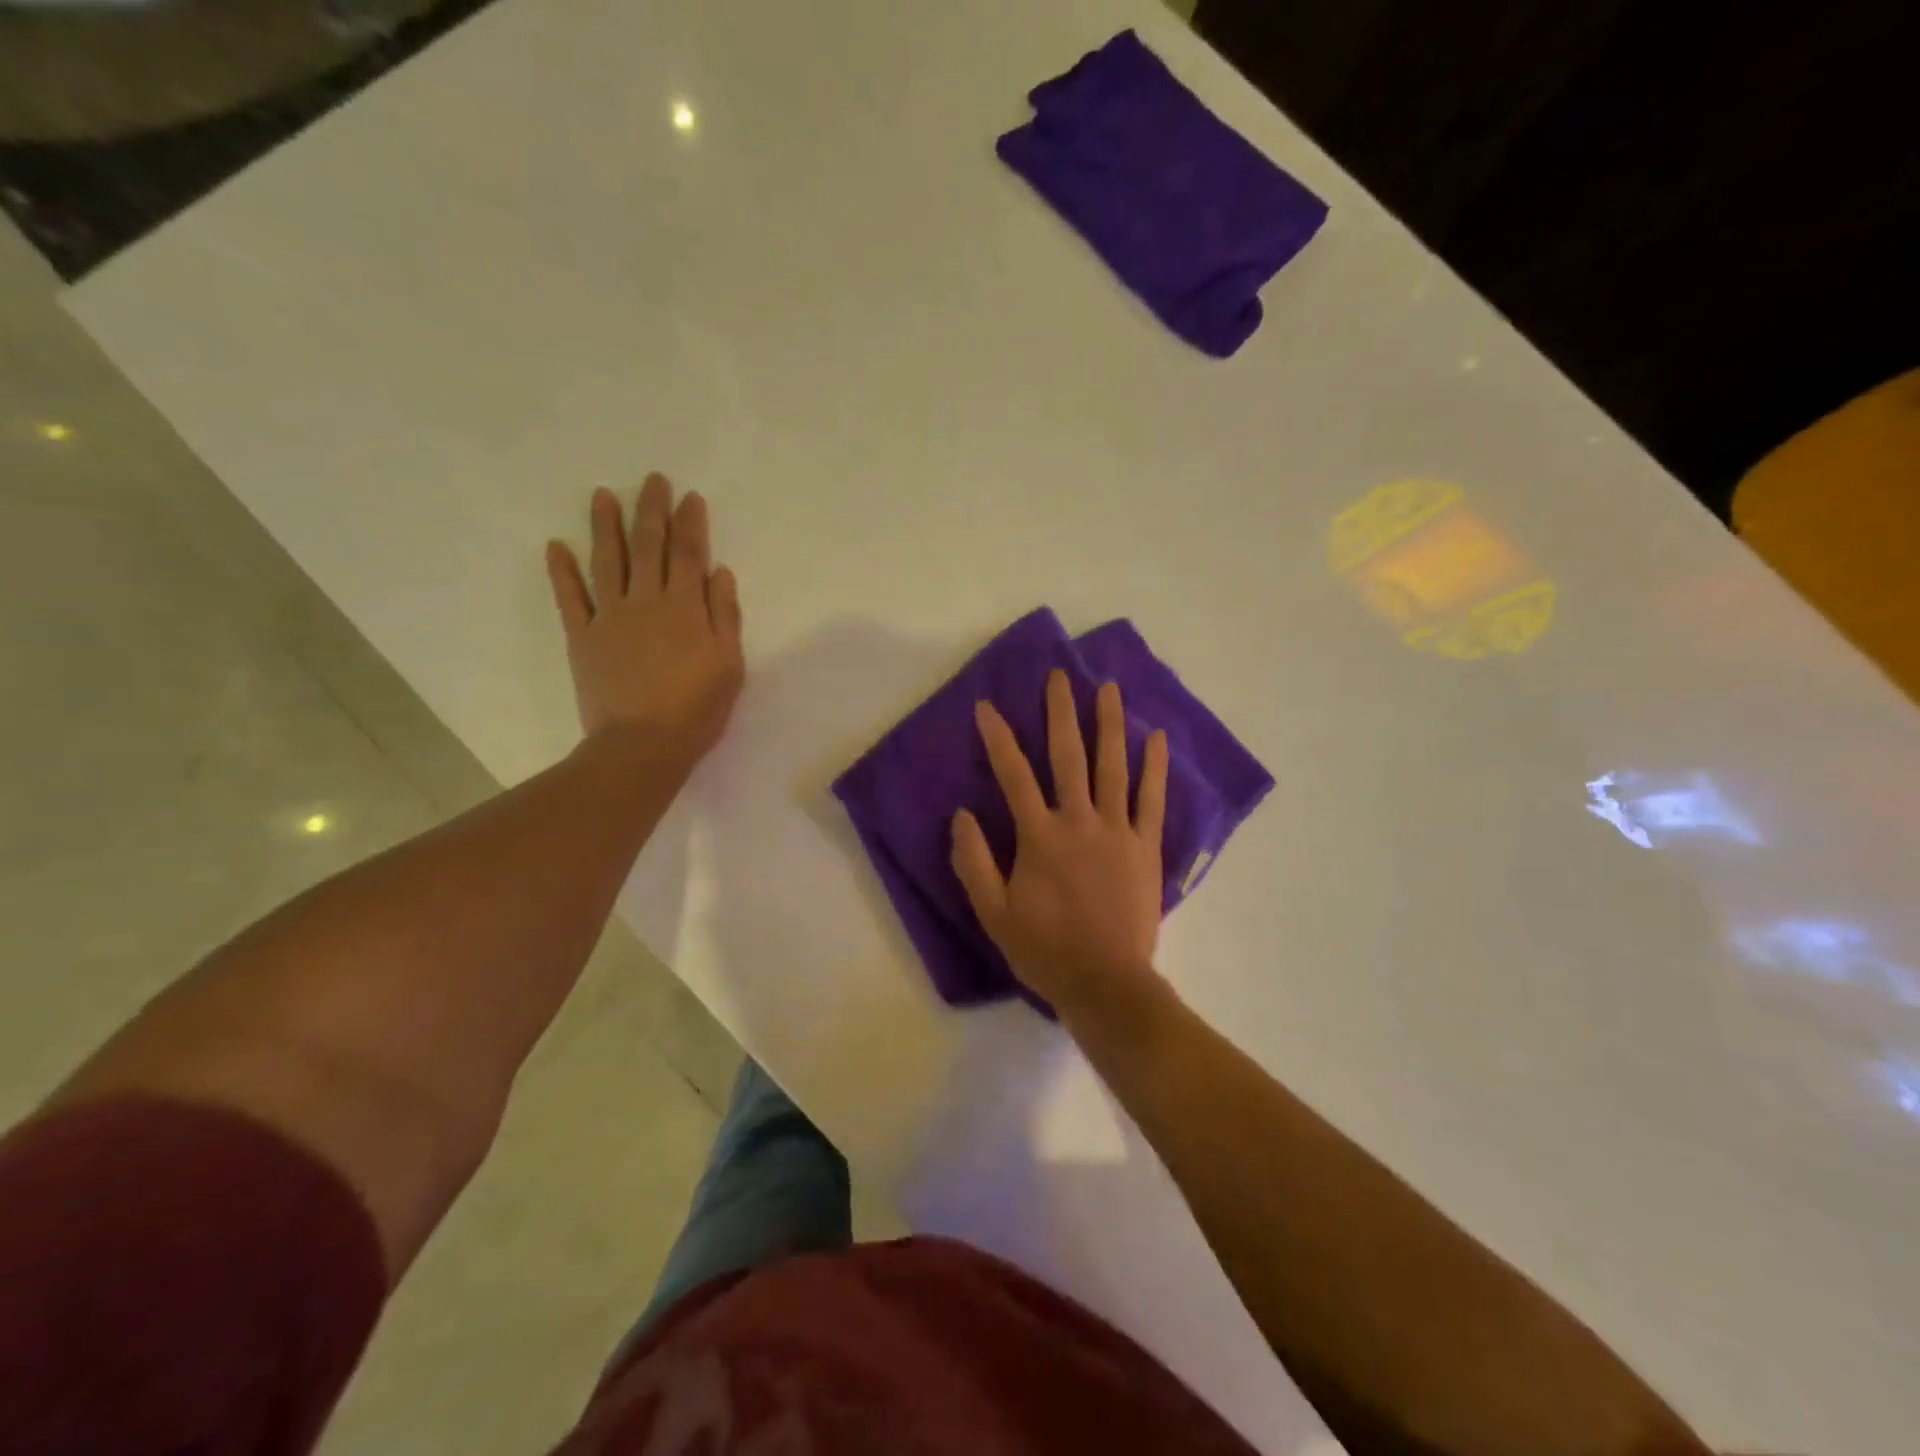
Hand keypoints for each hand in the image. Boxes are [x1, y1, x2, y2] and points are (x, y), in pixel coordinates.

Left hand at [545, 474, 743, 768]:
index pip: (689, 554)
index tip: (689, 497)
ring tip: (602, 495)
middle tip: (652, 480)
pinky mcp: (582, 637)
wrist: (642, 745)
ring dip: (606, 526)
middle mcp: (645, 601)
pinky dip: (562, 571)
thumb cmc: (696, 709)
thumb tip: (719, 572)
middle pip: (649, 547)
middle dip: (651, 511)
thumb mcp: (729, 665)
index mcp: (685, 608)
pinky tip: (556, 546)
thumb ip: (724, 616)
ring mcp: (609, 617)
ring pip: (607, 561)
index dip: (690, 523)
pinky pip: (570, 598)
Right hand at [951, 668, 1169, 1021]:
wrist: (1106, 983)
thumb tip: (962, 814)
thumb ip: (974, 861)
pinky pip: (1152, 799)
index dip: (998, 738)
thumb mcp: (993, 913)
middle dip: (1062, 713)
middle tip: (1060, 676)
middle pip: (1068, 756)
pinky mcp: (1146, 847)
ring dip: (1110, 724)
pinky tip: (1156, 738)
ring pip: (1113, 767)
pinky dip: (1154, 767)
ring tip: (1109, 688)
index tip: (988, 706)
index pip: (1013, 775)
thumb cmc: (1044, 949)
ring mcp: (1117, 831)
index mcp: (1039, 837)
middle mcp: (1079, 822)